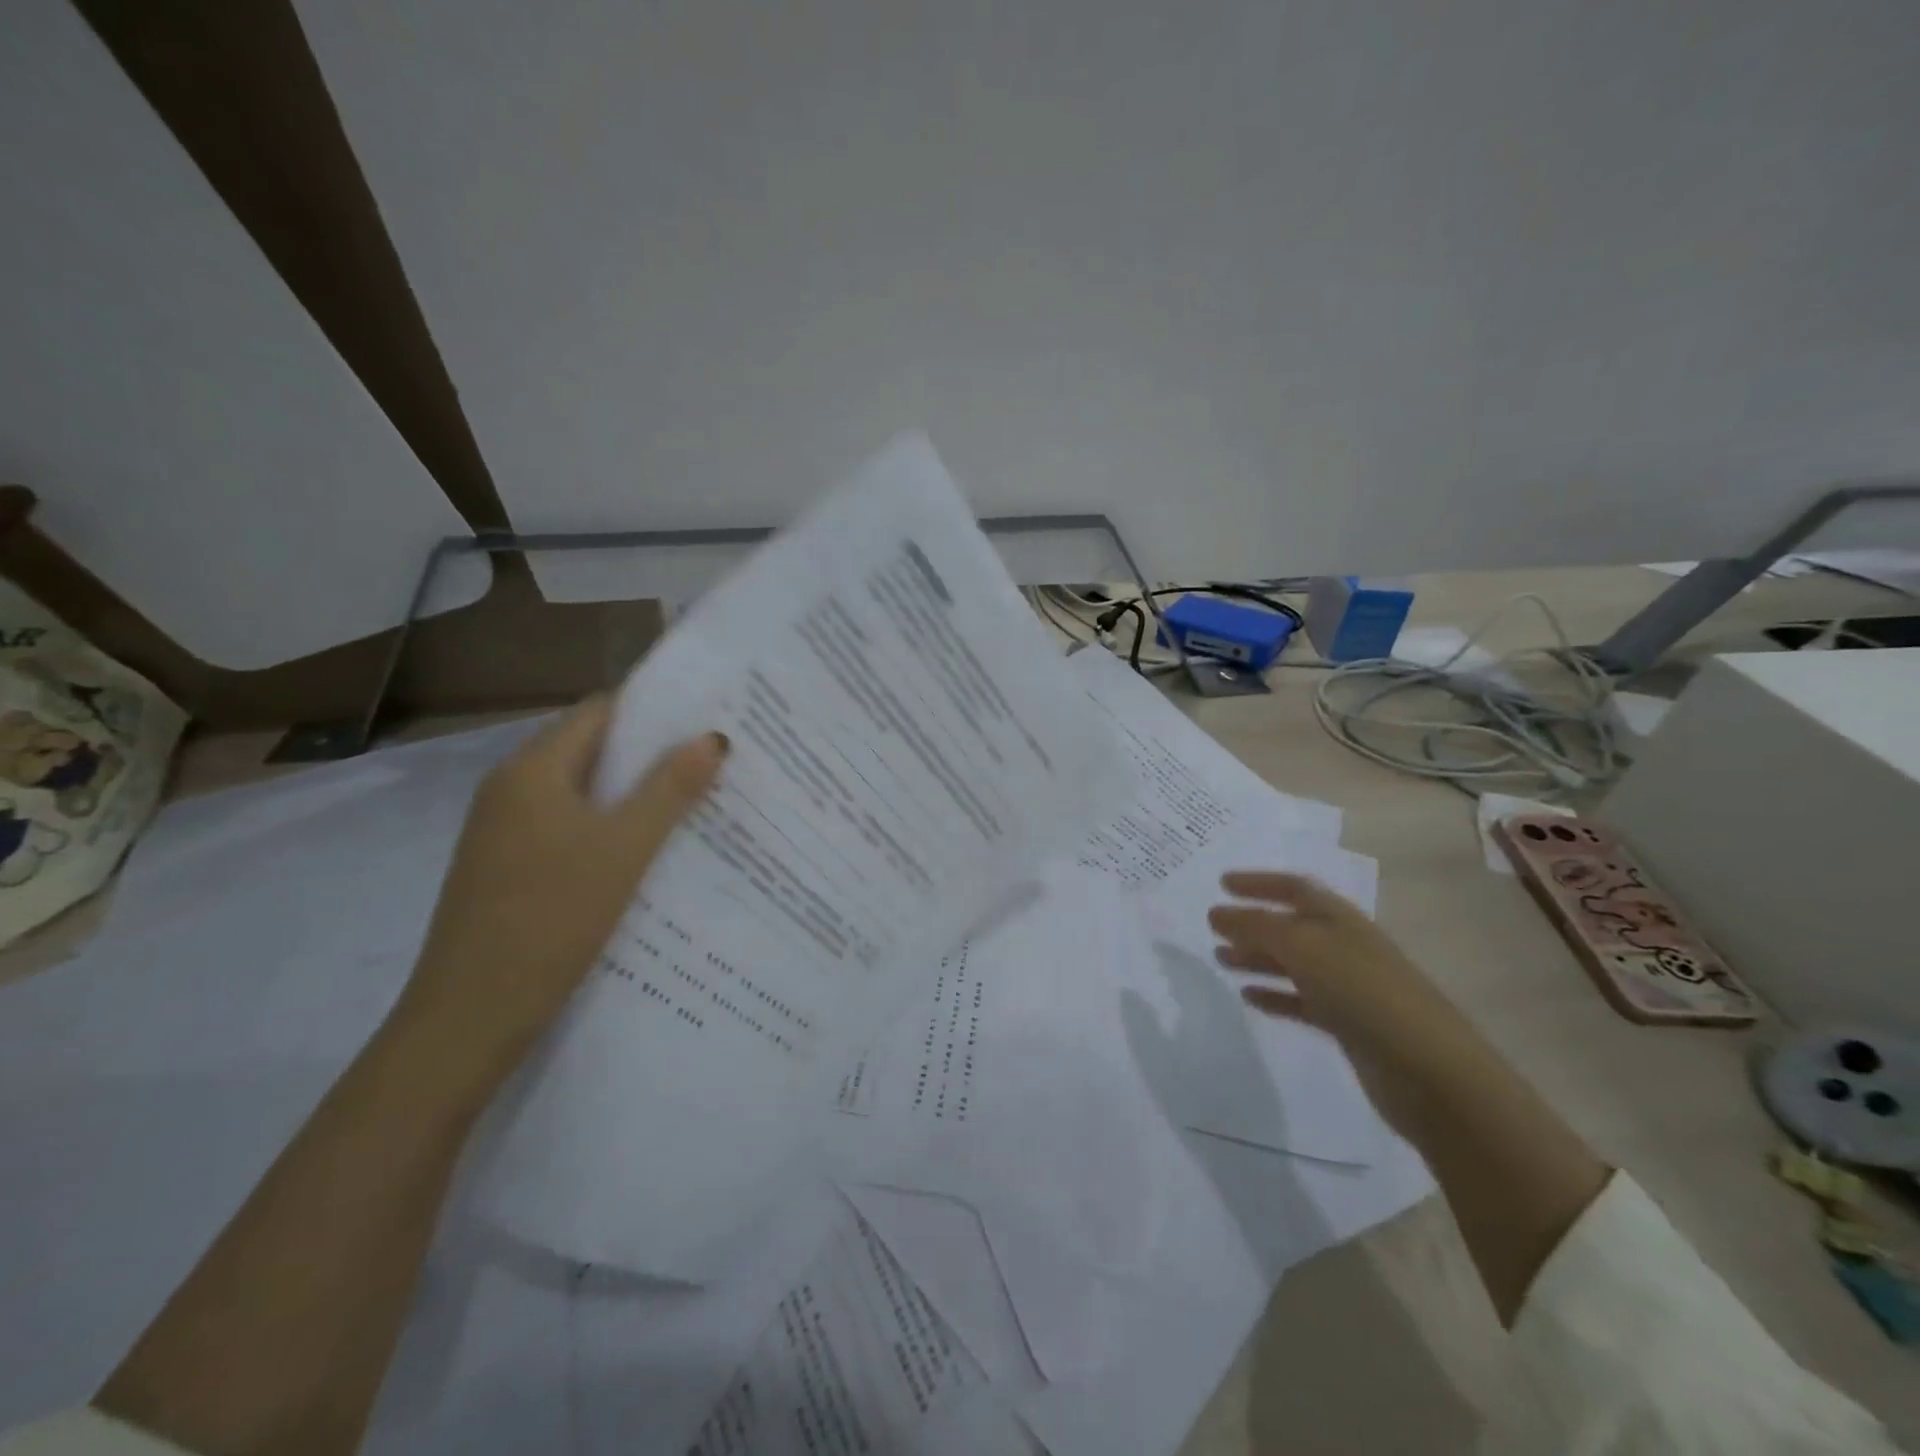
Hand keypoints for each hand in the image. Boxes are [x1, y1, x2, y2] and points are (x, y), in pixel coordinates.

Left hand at [386, 698, 726, 1103]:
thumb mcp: (624, 849)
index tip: (705, 721)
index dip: (654, 711)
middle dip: (650, 753)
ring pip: (580, 792)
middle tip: (711, 762)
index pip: (600, 712)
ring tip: (693, 802)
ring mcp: (503, 831)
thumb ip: (670, 789)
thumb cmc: (551, 918)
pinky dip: (608, 826)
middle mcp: (510, 789)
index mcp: (532, 770)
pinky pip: (567, 826)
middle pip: (590, 750)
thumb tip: (712, 737)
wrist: (470, 1016)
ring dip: (632, 793)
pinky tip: (645, 850)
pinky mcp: (506, 867)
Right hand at [1208, 872, 1477, 1133]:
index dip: (1258, 882)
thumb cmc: (1363, 993)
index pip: (1294, 888)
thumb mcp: (1304, 948)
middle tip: (1213, 928)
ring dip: (1256, 958)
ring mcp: (1348, 987)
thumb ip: (1256, 927)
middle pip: (1291, 926)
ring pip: (1293, 964)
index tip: (1221, 883)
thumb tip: (1217, 913)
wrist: (1429, 1071)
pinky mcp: (1348, 1025)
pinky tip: (1249, 998)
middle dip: (1251, 923)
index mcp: (1339, 919)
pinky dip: (1274, 995)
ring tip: (1221, 960)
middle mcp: (1344, 946)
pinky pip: (1301, 1001)